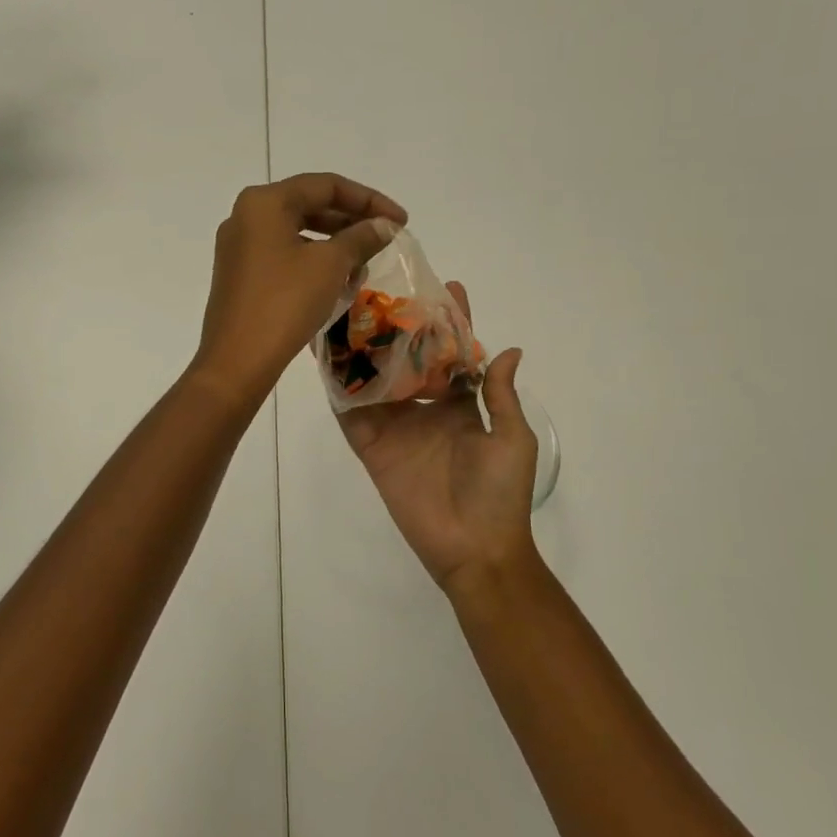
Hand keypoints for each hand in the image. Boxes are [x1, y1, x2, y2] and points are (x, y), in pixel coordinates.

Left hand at [192, 173, 407, 409]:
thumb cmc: (284, 303)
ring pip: (298, 232)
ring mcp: (239, 246)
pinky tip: (338, 283)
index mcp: (264, 202)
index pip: (326, 185)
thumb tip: (384, 225)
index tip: (401, 221)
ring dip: (335, 244)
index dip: (369, 199)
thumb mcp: (330, 266)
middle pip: (309, 205)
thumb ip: (361, 237)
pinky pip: (284, 255)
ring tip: (365, 265)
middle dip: (351, 221)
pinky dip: (313, 262)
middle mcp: (246, 216)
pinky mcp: (240, 274)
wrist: (236, 361)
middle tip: (386, 239)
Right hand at [338, 283, 538, 592]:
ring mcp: (395, 426)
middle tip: (383, 289)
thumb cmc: (501, 493)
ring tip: (346, 311)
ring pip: (374, 379)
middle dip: (398, 326)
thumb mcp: (512, 439)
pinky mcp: (371, 446)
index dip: (452, 324)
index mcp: (461, 405)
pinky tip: (324, 355)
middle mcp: (424, 408)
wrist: (475, 549)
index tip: (447, 287)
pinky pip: (350, 412)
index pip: (453, 355)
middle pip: (406, 360)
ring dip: (361, 349)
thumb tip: (510, 350)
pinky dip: (337, 386)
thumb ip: (501, 395)